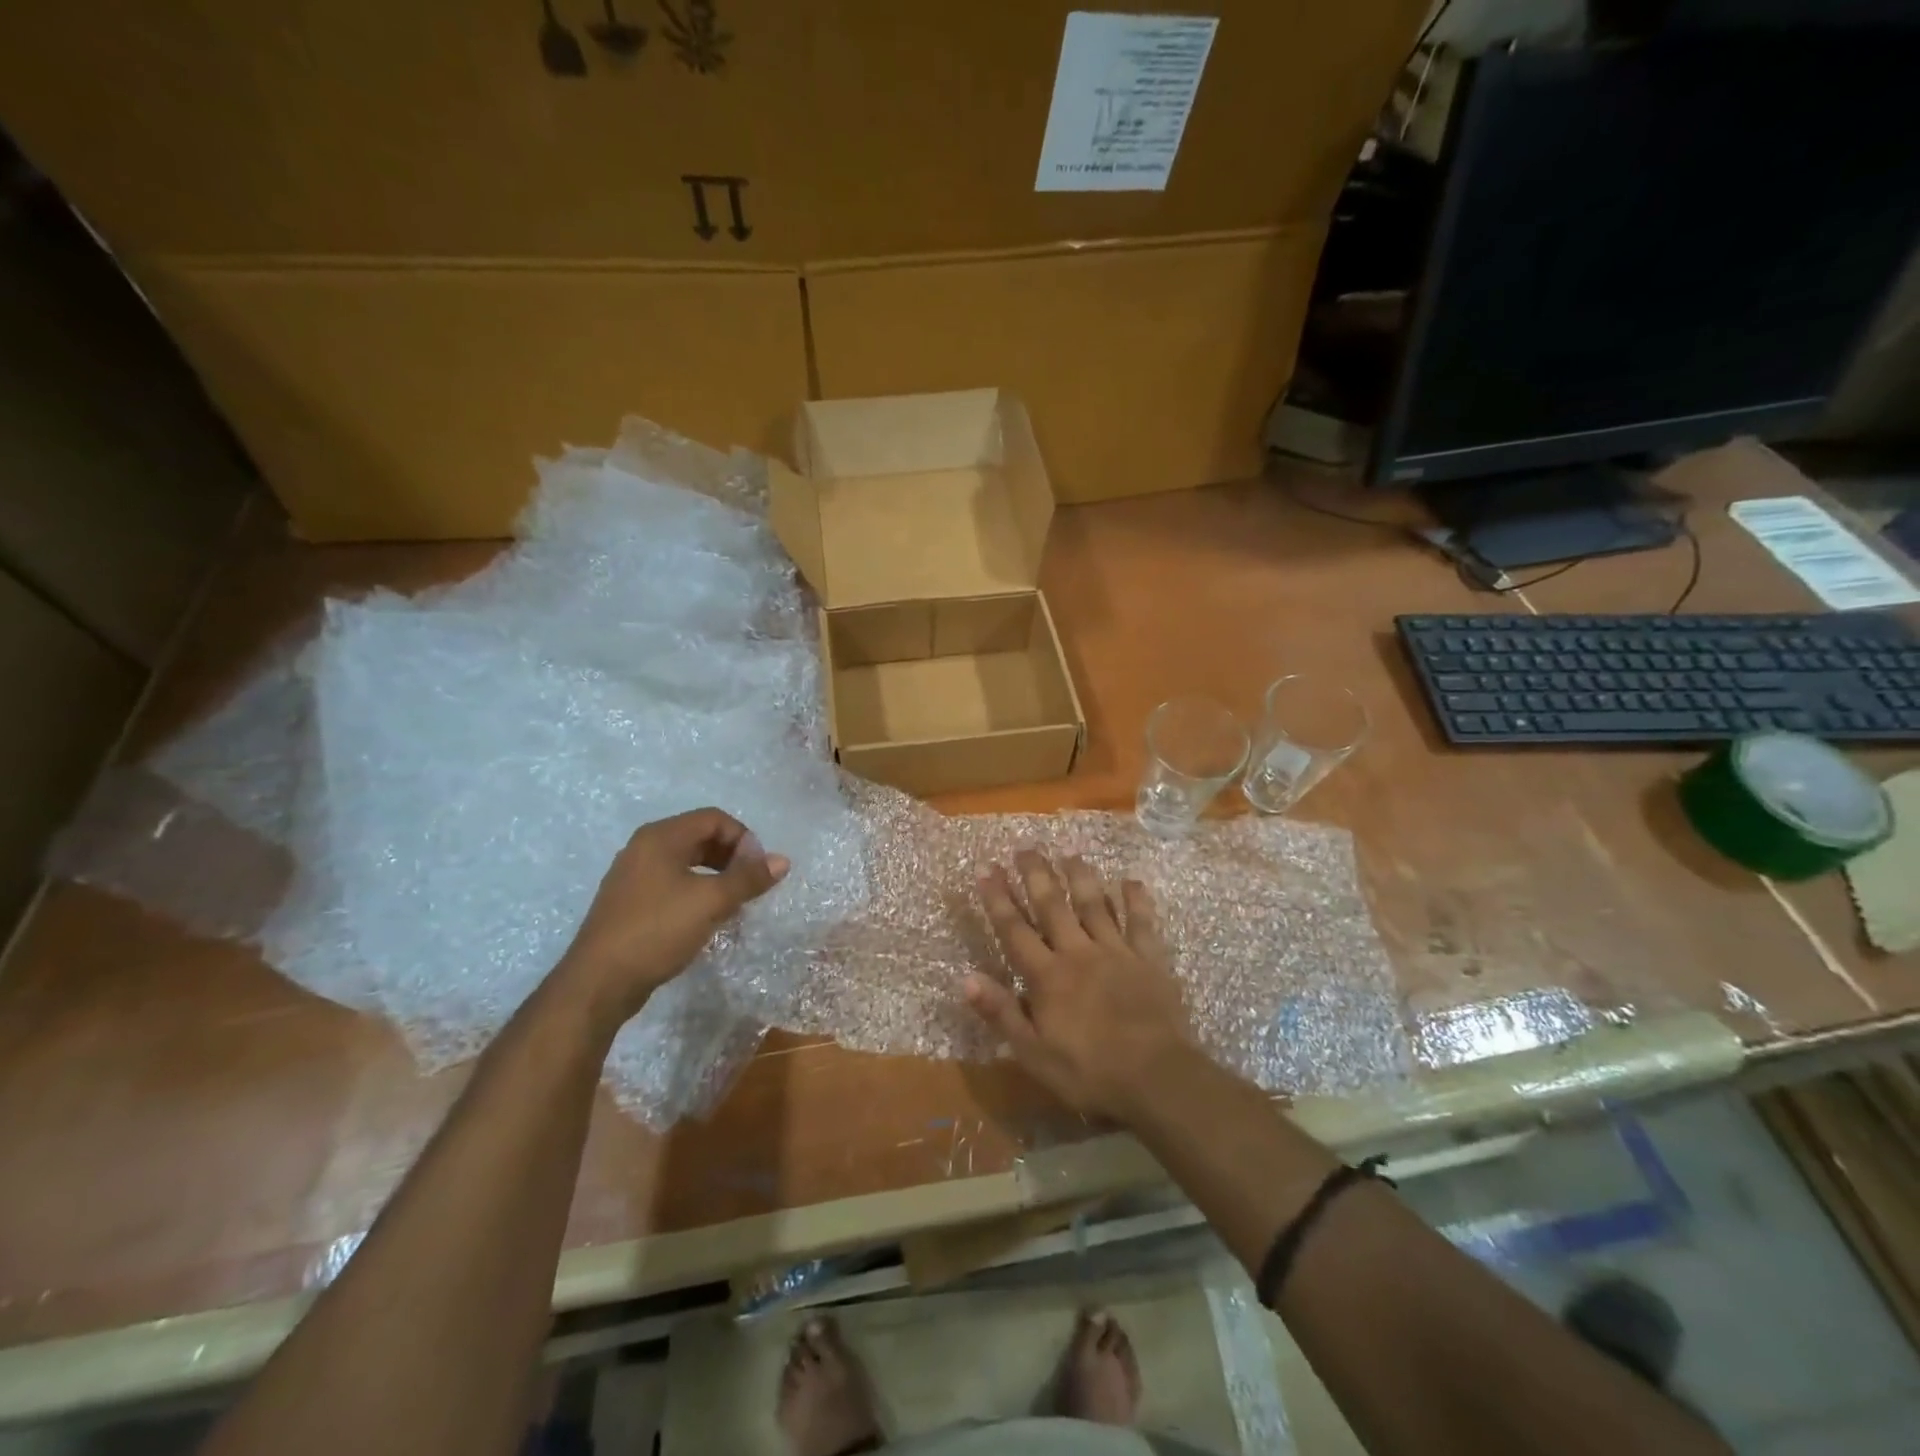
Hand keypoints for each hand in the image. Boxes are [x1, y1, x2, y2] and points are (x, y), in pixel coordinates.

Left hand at [555, 808, 788, 1036]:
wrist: (599, 982)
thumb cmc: (657, 931)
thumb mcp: (711, 902)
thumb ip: (748, 878)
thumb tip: (782, 860)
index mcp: (661, 837)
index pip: (714, 818)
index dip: (743, 838)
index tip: (758, 869)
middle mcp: (644, 848)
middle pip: (700, 837)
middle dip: (731, 856)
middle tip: (750, 884)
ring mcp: (633, 875)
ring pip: (687, 862)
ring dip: (716, 875)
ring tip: (734, 902)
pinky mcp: (630, 902)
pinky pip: (672, 883)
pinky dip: (696, 891)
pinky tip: (706, 918)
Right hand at [966, 851, 1196, 1122]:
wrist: (1155, 1077)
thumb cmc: (1089, 1071)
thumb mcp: (1033, 1053)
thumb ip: (1001, 1013)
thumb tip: (966, 978)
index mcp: (1047, 976)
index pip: (1015, 929)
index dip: (997, 898)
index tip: (985, 867)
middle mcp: (1078, 953)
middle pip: (1052, 906)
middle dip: (1036, 874)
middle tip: (1025, 846)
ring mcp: (1116, 952)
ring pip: (1094, 904)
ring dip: (1080, 876)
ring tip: (1069, 851)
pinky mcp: (1149, 959)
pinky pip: (1141, 923)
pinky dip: (1136, 900)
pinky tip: (1130, 880)